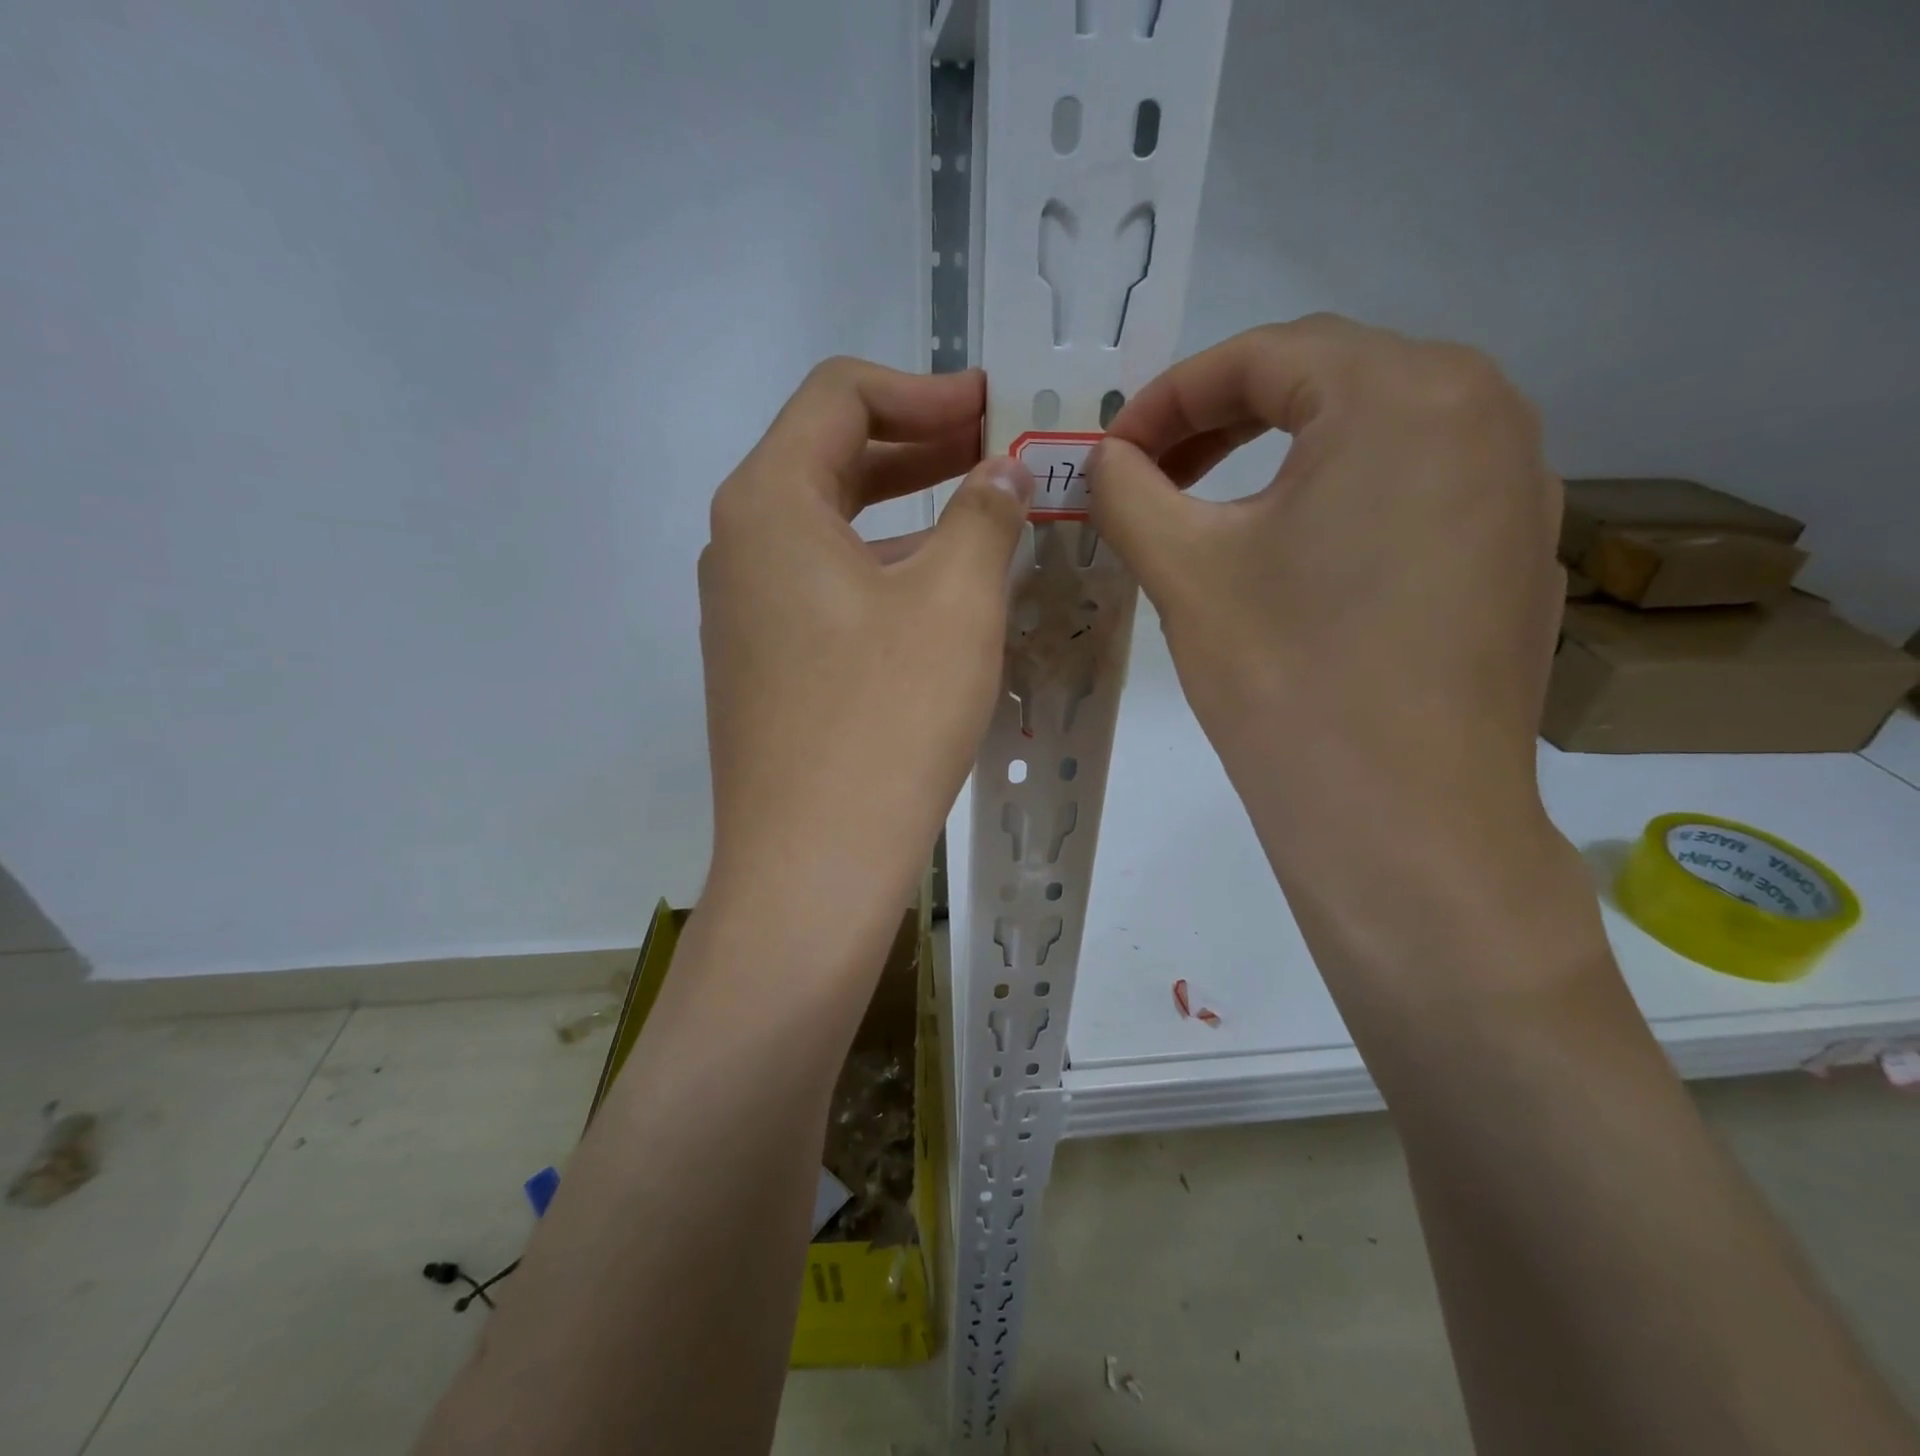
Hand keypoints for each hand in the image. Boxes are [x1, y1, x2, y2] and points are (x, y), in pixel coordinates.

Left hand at [699, 358, 1032, 962]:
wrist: (813, 863)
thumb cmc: (886, 717)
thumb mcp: (955, 601)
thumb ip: (983, 515)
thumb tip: (1003, 474)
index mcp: (768, 504)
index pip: (838, 398)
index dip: (923, 389)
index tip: (990, 408)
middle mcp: (737, 546)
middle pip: (828, 460)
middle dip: (916, 445)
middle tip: (994, 452)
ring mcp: (743, 613)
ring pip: (829, 531)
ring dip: (903, 514)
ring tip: (979, 521)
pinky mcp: (761, 667)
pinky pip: (823, 590)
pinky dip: (881, 571)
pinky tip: (936, 598)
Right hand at [1090, 316, 1561, 833]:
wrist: (1402, 822)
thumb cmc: (1286, 679)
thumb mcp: (1186, 571)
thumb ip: (1128, 491)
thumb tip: (1102, 458)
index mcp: (1405, 393)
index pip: (1263, 355)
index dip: (1168, 397)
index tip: (1111, 451)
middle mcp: (1486, 412)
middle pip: (1325, 383)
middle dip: (1221, 421)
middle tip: (1151, 476)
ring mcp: (1518, 486)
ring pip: (1372, 435)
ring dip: (1279, 457)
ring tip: (1214, 513)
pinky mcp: (1517, 553)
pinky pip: (1414, 491)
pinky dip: (1339, 500)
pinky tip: (1297, 561)